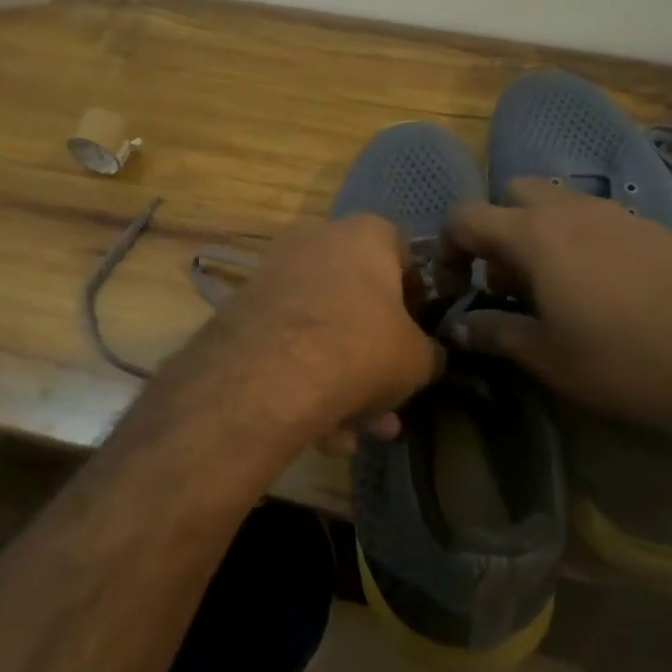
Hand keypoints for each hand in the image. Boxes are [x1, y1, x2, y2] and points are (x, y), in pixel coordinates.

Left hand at [185, 215, 443, 453]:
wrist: (269, 378)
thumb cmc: (361, 351)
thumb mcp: (418, 360)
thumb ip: (429, 354)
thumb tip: (428, 358)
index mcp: (365, 235)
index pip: (403, 255)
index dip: (416, 299)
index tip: (419, 335)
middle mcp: (316, 241)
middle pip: (357, 300)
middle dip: (375, 357)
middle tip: (389, 399)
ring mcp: (273, 275)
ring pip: (321, 330)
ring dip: (344, 382)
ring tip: (359, 432)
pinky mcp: (242, 312)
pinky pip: (287, 346)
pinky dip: (306, 384)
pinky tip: (323, 436)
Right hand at [439, 180, 671, 435]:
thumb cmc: (622, 360)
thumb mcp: (546, 356)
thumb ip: (494, 333)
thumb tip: (457, 328)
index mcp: (535, 235)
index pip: (466, 217)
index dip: (447, 249)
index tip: (454, 289)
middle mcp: (572, 210)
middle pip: (513, 195)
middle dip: (497, 231)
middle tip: (505, 283)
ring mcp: (618, 214)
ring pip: (558, 205)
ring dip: (538, 236)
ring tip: (552, 290)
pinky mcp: (654, 228)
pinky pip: (597, 220)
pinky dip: (579, 241)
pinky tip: (600, 290)